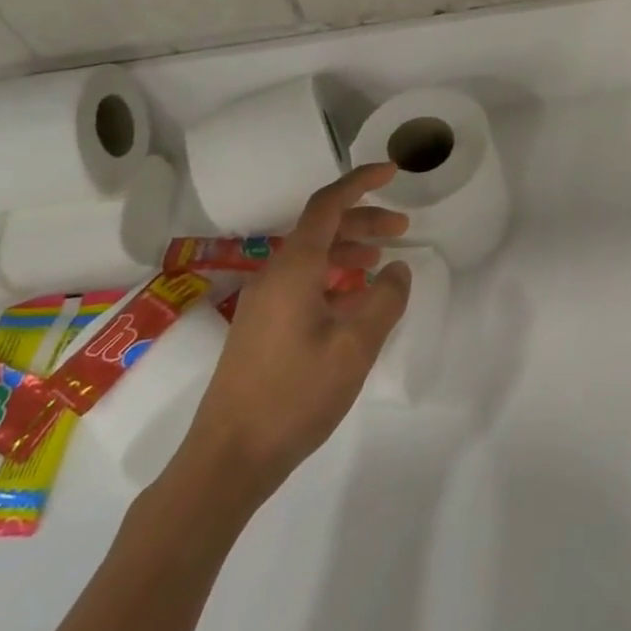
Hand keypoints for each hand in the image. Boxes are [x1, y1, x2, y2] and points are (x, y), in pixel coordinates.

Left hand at [171, 163, 412, 516]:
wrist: (227, 458)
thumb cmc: (294, 396)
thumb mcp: (354, 347)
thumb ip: (384, 301)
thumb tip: (399, 270)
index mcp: (294, 267)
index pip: (328, 204)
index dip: (361, 181)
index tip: (393, 171)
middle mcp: (275, 274)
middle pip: (322, 228)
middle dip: (364, 220)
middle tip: (402, 229)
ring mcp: (264, 301)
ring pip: (312, 256)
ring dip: (349, 250)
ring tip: (383, 262)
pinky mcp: (262, 326)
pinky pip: (303, 282)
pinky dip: (334, 277)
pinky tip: (354, 300)